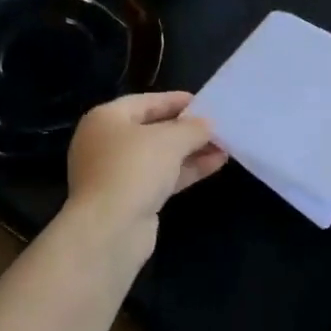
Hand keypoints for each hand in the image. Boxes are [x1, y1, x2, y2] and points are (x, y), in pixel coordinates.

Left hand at [63, 92, 227, 254]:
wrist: (110, 230)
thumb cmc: (134, 168)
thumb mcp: (170, 140)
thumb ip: (192, 128)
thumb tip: (207, 124)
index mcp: (105, 119)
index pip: (145, 102)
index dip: (175, 100)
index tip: (204, 102)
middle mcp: (106, 143)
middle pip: (152, 130)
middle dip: (186, 129)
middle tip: (216, 125)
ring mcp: (116, 174)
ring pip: (159, 156)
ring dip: (191, 151)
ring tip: (224, 146)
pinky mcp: (129, 199)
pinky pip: (161, 177)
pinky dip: (185, 170)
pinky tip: (215, 164)